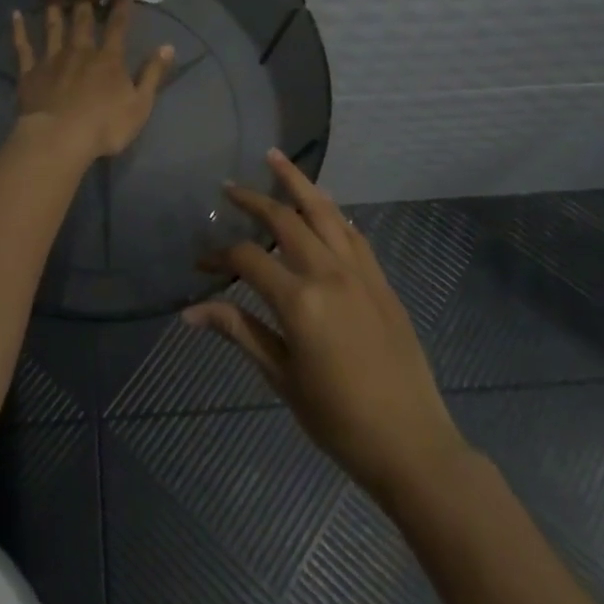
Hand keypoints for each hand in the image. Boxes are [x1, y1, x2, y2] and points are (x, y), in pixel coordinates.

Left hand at [11, 0, 173, 162]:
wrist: (59, 140)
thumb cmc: (104, 126)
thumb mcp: (140, 105)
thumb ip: (153, 74)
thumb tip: (168, 47)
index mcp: (109, 59)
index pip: (118, 24)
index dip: (121, 2)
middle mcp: (80, 51)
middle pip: (82, 16)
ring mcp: (52, 59)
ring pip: (52, 24)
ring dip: (52, 2)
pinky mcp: (29, 72)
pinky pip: (23, 48)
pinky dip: (19, 30)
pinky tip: (15, 14)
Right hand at [184, 152, 471, 505]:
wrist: (412, 445)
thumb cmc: (338, 419)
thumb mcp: (281, 377)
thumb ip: (239, 332)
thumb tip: (191, 312)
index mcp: (299, 300)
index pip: (247, 258)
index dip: (219, 255)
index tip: (200, 263)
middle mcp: (329, 272)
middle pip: (284, 219)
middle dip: (253, 200)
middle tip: (229, 187)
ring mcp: (360, 272)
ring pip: (324, 211)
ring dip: (298, 182)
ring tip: (275, 158)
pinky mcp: (381, 281)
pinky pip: (353, 233)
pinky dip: (332, 213)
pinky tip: (323, 206)